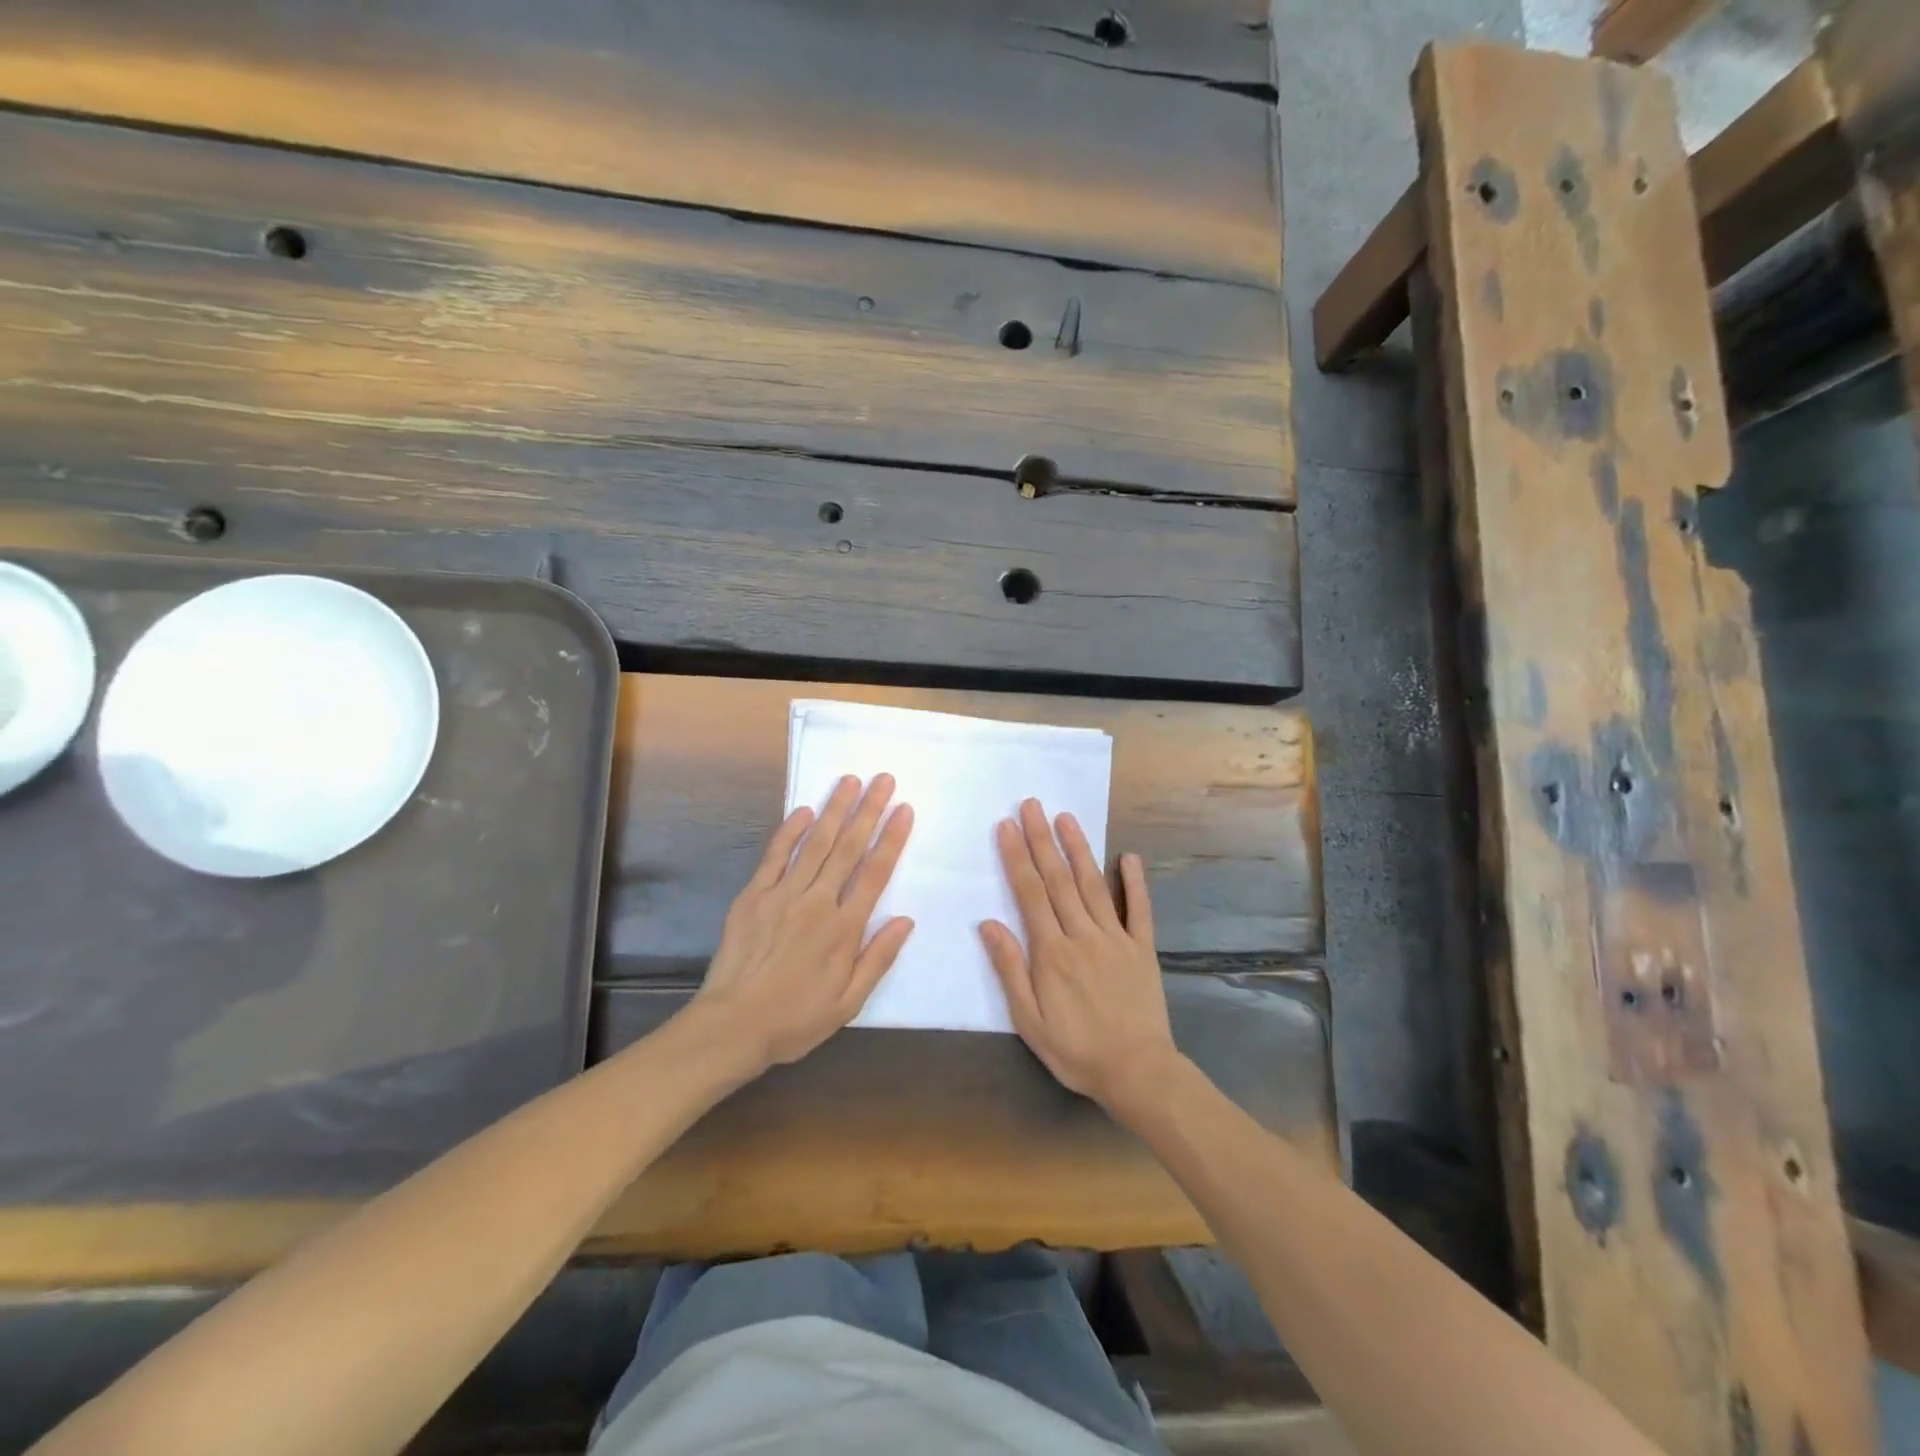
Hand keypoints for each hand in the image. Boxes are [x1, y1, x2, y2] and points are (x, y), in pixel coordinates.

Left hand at [691, 774, 914, 1074]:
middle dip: (869, 810)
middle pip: (849, 848)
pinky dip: (790, 832)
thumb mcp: (849, 1002)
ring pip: (816, 844)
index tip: (904, 809)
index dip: (892, 838)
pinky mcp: (754, 896)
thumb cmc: (796, 1019)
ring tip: (850, 781)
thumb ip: (879, 958)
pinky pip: (775, 856)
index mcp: (844, 929)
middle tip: (883, 779)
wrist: (732, 1026)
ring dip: (835, 810)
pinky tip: (805, 811)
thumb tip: (906, 919)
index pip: (875, 873)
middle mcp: (817, 903)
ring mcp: (783, 895)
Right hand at [980, 799, 1181, 1118]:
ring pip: (1093, 884)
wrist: (1137, 1072)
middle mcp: (1082, 934)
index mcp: (1052, 952)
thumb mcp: (1029, 1021)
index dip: (1016, 857)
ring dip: (1078, 849)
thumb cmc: (1076, 1050)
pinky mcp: (1142, 948)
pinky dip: (1135, 881)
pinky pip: (1139, 909)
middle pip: (1058, 879)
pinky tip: (1129, 856)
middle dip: (1042, 839)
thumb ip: (1010, 969)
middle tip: (1031, 805)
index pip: (1030, 894)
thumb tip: (988, 923)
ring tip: (1066, 817)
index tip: (1006, 826)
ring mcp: (1116, 938)